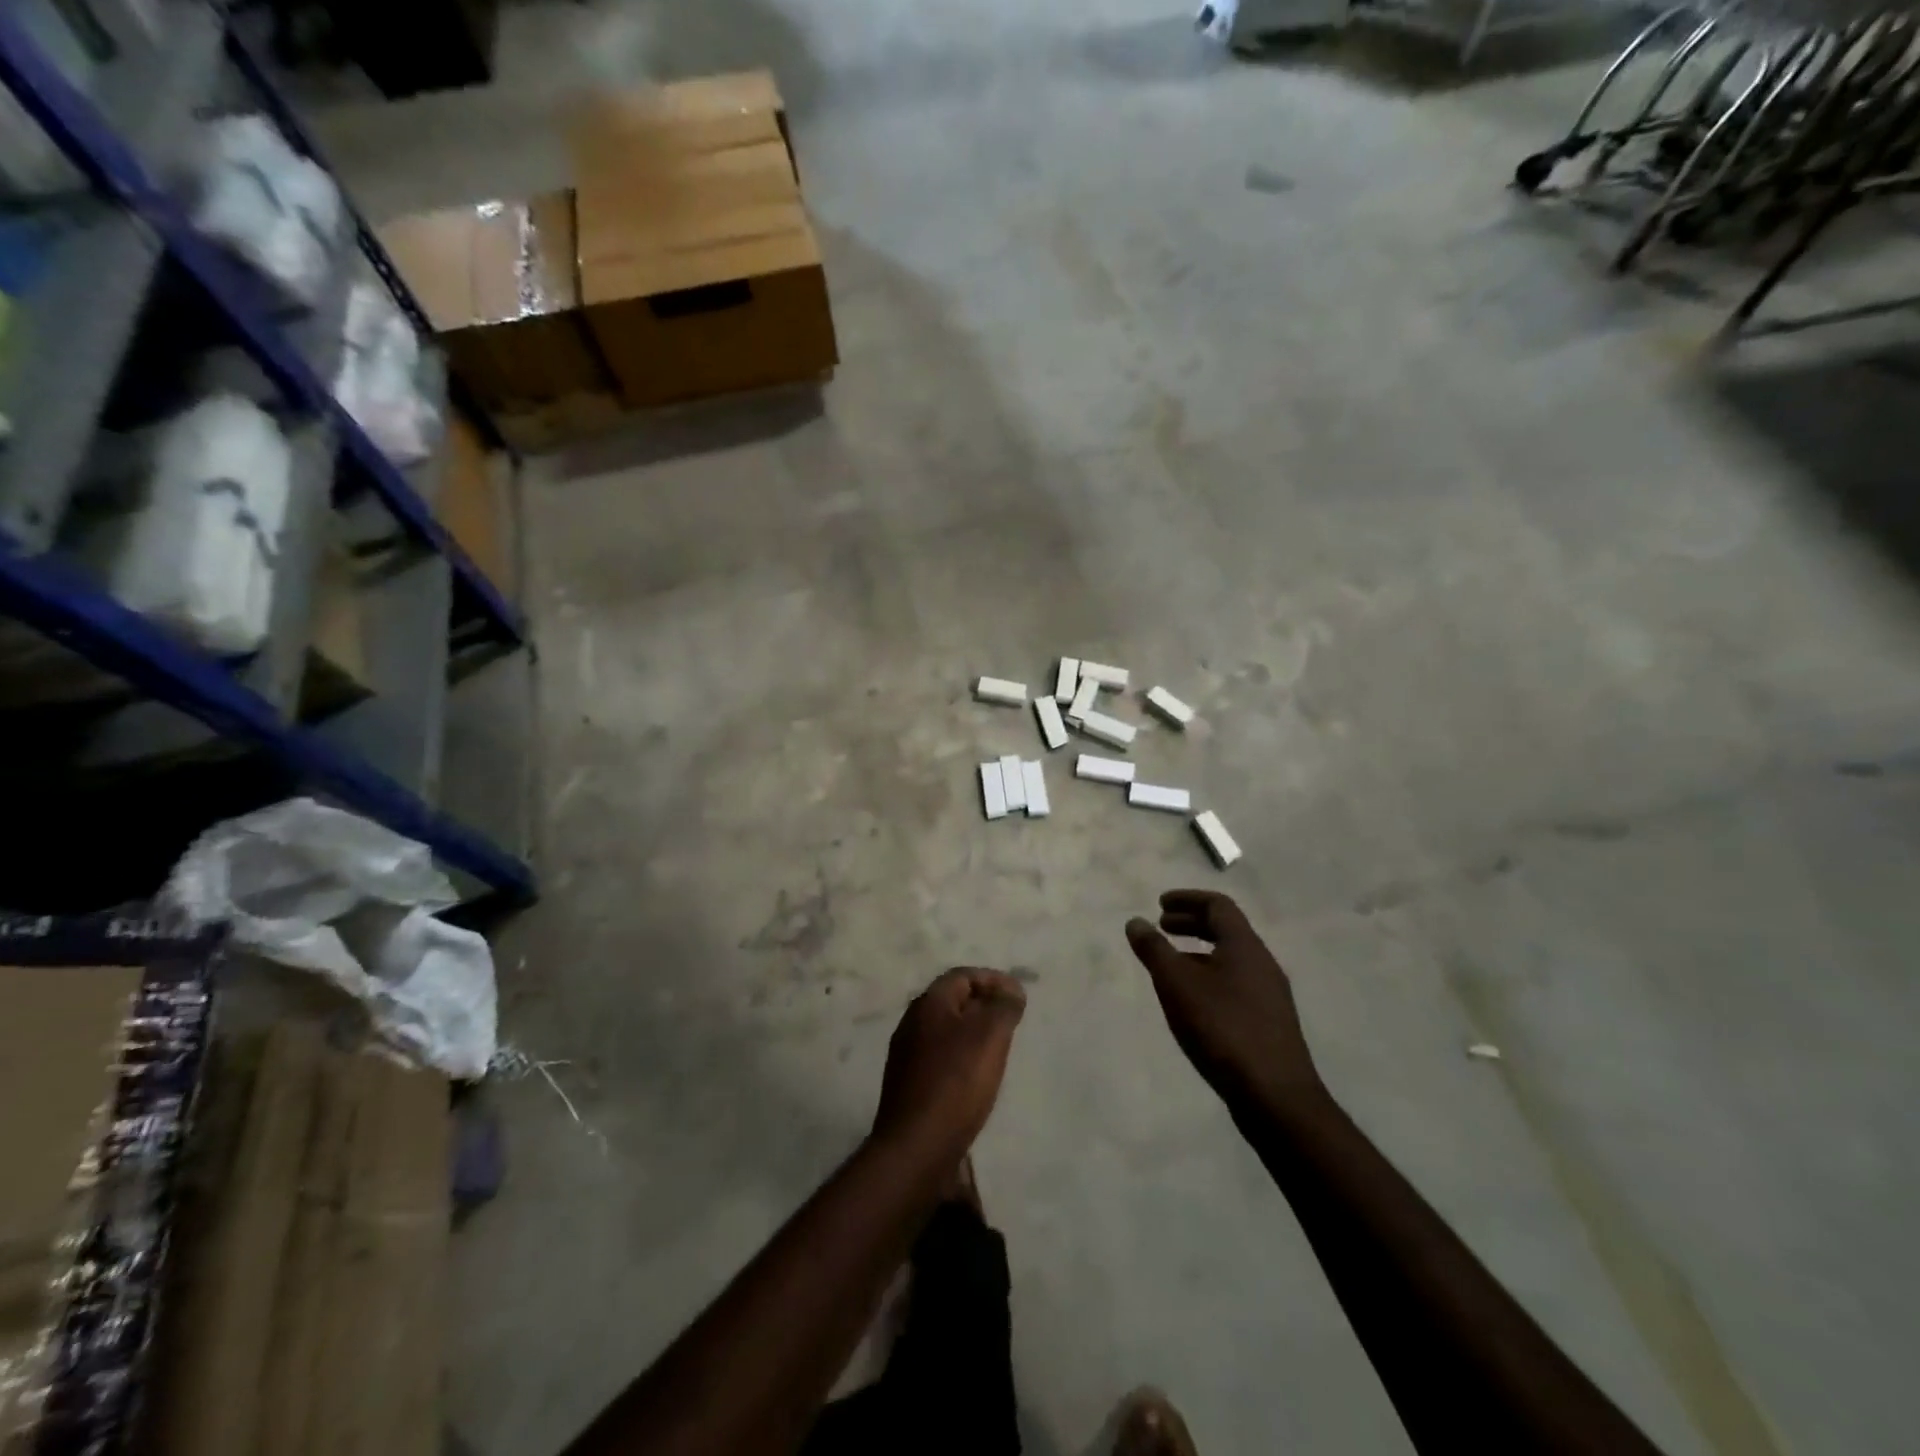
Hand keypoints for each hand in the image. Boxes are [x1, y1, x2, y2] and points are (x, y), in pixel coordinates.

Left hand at [871, 968, 1026, 1159]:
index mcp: (929, 1003)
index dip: (993, 979)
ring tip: (999, 1049)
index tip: (1019, 996)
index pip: (963, 975)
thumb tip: (1011, 989)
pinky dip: (962, 1058)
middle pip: (953, 1001)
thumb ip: (1004, 1006)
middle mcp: (912, 1022)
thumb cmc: (956, 1082)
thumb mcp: (990, 1035)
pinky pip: (940, 1058)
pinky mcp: (908, 1084)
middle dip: (984, 1005)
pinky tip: (977, 1078)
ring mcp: (907, 1054)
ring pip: (946, 1031)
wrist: (916, 1147)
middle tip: (1012, 1021)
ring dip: (973, 1033)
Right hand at [1126, 891, 1322, 1111]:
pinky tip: (1194, 1001)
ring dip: (1199, 952)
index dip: (1187, 899)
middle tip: (1162, 927)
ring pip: (1231, 959)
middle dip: (1192, 923)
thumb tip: (1136, 922)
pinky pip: (1236, 983)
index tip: (1160, 904)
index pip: (1218, 905)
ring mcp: (1270, 995)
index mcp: (1245, 946)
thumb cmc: (1222, 1028)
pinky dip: (1210, 976)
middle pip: (1227, 930)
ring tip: (1171, 964)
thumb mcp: (1177, 984)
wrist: (1275, 1096)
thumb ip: (1154, 950)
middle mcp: (1262, 963)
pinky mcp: (1269, 1023)